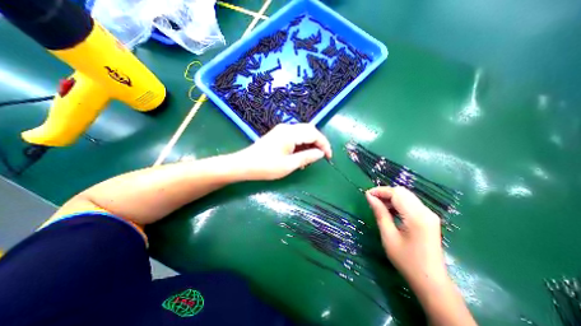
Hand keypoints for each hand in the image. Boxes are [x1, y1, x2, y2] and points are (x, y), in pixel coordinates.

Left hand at [234, 124, 330, 179]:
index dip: (324, 144)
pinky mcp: (278, 134)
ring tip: (309, 159)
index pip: (314, 134)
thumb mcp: (289, 165)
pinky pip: (295, 136)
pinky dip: (301, 145)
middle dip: (318, 143)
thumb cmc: (266, 167)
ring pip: (303, 133)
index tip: (329, 156)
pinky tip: (299, 156)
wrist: (244, 165)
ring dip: (309, 144)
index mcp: (290, 134)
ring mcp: (282, 130)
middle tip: (321, 157)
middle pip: (309, 131)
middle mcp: (287, 128)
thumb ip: (307, 157)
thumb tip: (321, 153)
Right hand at [364, 187, 445, 285]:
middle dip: (385, 193)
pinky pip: (411, 203)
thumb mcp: (388, 236)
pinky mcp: (429, 218)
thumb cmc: (407, 260)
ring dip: (391, 197)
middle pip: (403, 192)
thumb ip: (380, 213)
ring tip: (378, 205)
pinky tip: (389, 210)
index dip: (380, 191)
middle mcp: (426, 211)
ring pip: (407, 196)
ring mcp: (429, 215)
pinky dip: (398, 203)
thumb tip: (369, 197)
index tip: (366, 195)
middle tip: (371, 200)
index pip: (396, 193)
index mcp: (417, 217)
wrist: (431, 282)